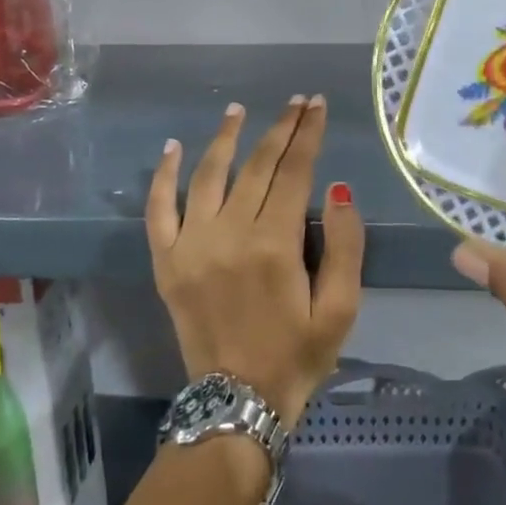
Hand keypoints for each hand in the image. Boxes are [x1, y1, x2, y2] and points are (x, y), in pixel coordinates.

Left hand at [148, 96, 364, 429]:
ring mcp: (191, 246)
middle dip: (280, 128)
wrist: (237, 403)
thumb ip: (346, 245)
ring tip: (238, 110)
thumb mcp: (341, 308)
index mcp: (274, 244)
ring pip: (208, 176)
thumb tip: (338, 189)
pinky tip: (173, 148)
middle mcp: (229, 234)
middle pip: (257, 166)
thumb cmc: (298, 355)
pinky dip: (165, 176)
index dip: (308, 134)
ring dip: (225, 138)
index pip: (295, 171)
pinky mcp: (167, 262)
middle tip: (296, 102)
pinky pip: (159, 209)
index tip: (317, 105)